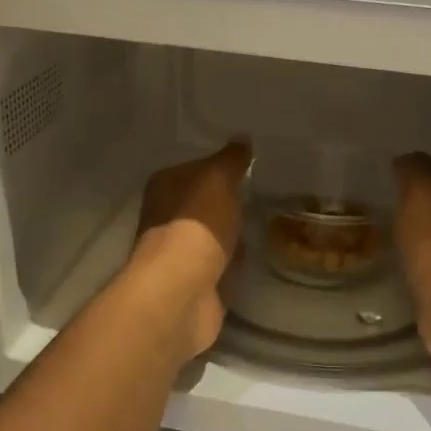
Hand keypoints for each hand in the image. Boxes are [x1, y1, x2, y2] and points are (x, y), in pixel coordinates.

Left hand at [128, 140, 251, 360]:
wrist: (181, 291)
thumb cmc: (196, 225)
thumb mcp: (218, 180)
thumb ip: (231, 160)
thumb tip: (242, 139)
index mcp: (164, 187)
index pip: (196, 168)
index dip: (221, 167)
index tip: (252, 168)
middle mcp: (165, 218)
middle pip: (202, 204)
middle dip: (227, 202)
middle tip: (265, 195)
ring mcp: (179, 254)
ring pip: (211, 235)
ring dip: (232, 233)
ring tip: (265, 223)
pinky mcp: (194, 284)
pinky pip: (220, 264)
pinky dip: (234, 262)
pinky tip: (255, 256)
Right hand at [391, 152, 430, 366]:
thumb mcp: (420, 188)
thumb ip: (413, 168)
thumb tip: (404, 161)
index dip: (412, 169)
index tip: (386, 175)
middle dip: (413, 198)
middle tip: (381, 199)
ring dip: (413, 226)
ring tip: (383, 227)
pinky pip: (426, 254)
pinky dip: (413, 252)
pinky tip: (395, 254)